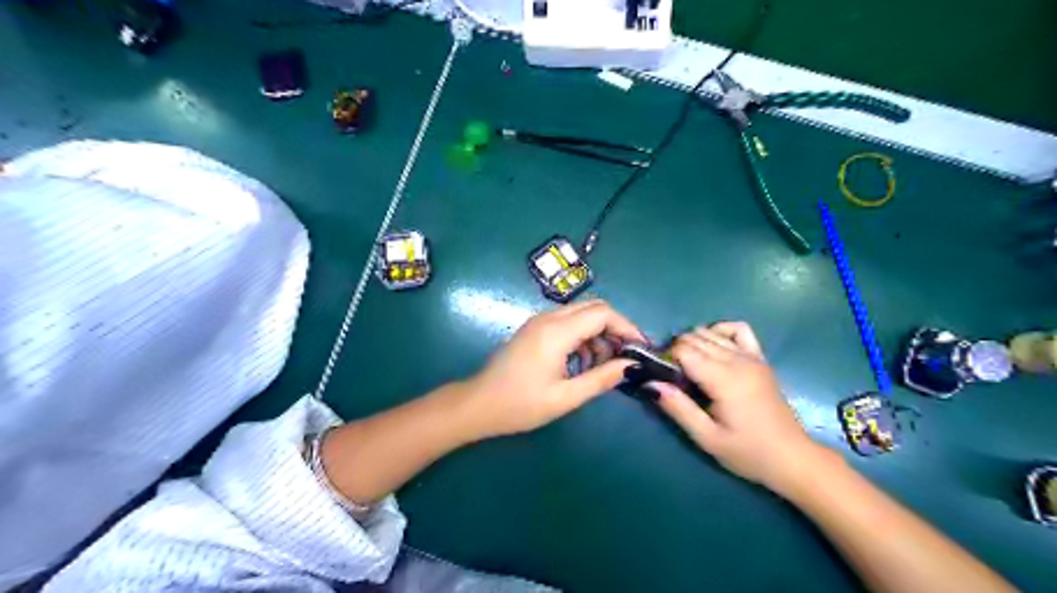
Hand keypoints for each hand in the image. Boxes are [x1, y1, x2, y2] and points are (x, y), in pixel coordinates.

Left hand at [463, 300, 643, 438]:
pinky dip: (582, 337)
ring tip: (602, 366)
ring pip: (580, 314)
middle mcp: (548, 318)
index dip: (626, 327)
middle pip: (593, 308)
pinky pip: (567, 323)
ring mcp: (539, 321)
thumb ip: (600, 379)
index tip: (640, 348)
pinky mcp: (534, 329)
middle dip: (614, 329)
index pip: (602, 313)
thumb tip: (630, 366)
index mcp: (556, 332)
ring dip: (597, 334)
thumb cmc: (520, 404)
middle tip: (624, 356)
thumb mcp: (565, 397)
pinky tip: (582, 364)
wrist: (478, 404)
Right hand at [653, 323, 834, 492]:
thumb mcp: (707, 438)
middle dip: (676, 351)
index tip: (663, 378)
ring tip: (690, 368)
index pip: (684, 349)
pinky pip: (738, 329)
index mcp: (723, 379)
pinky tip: (714, 348)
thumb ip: (678, 407)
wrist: (791, 458)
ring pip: (710, 332)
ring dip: (693, 343)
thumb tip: (650, 382)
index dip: (666, 359)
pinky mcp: (760, 359)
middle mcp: (737, 360)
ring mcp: (751, 356)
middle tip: (673, 378)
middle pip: (694, 337)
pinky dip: (720, 331)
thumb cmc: (747, 452)